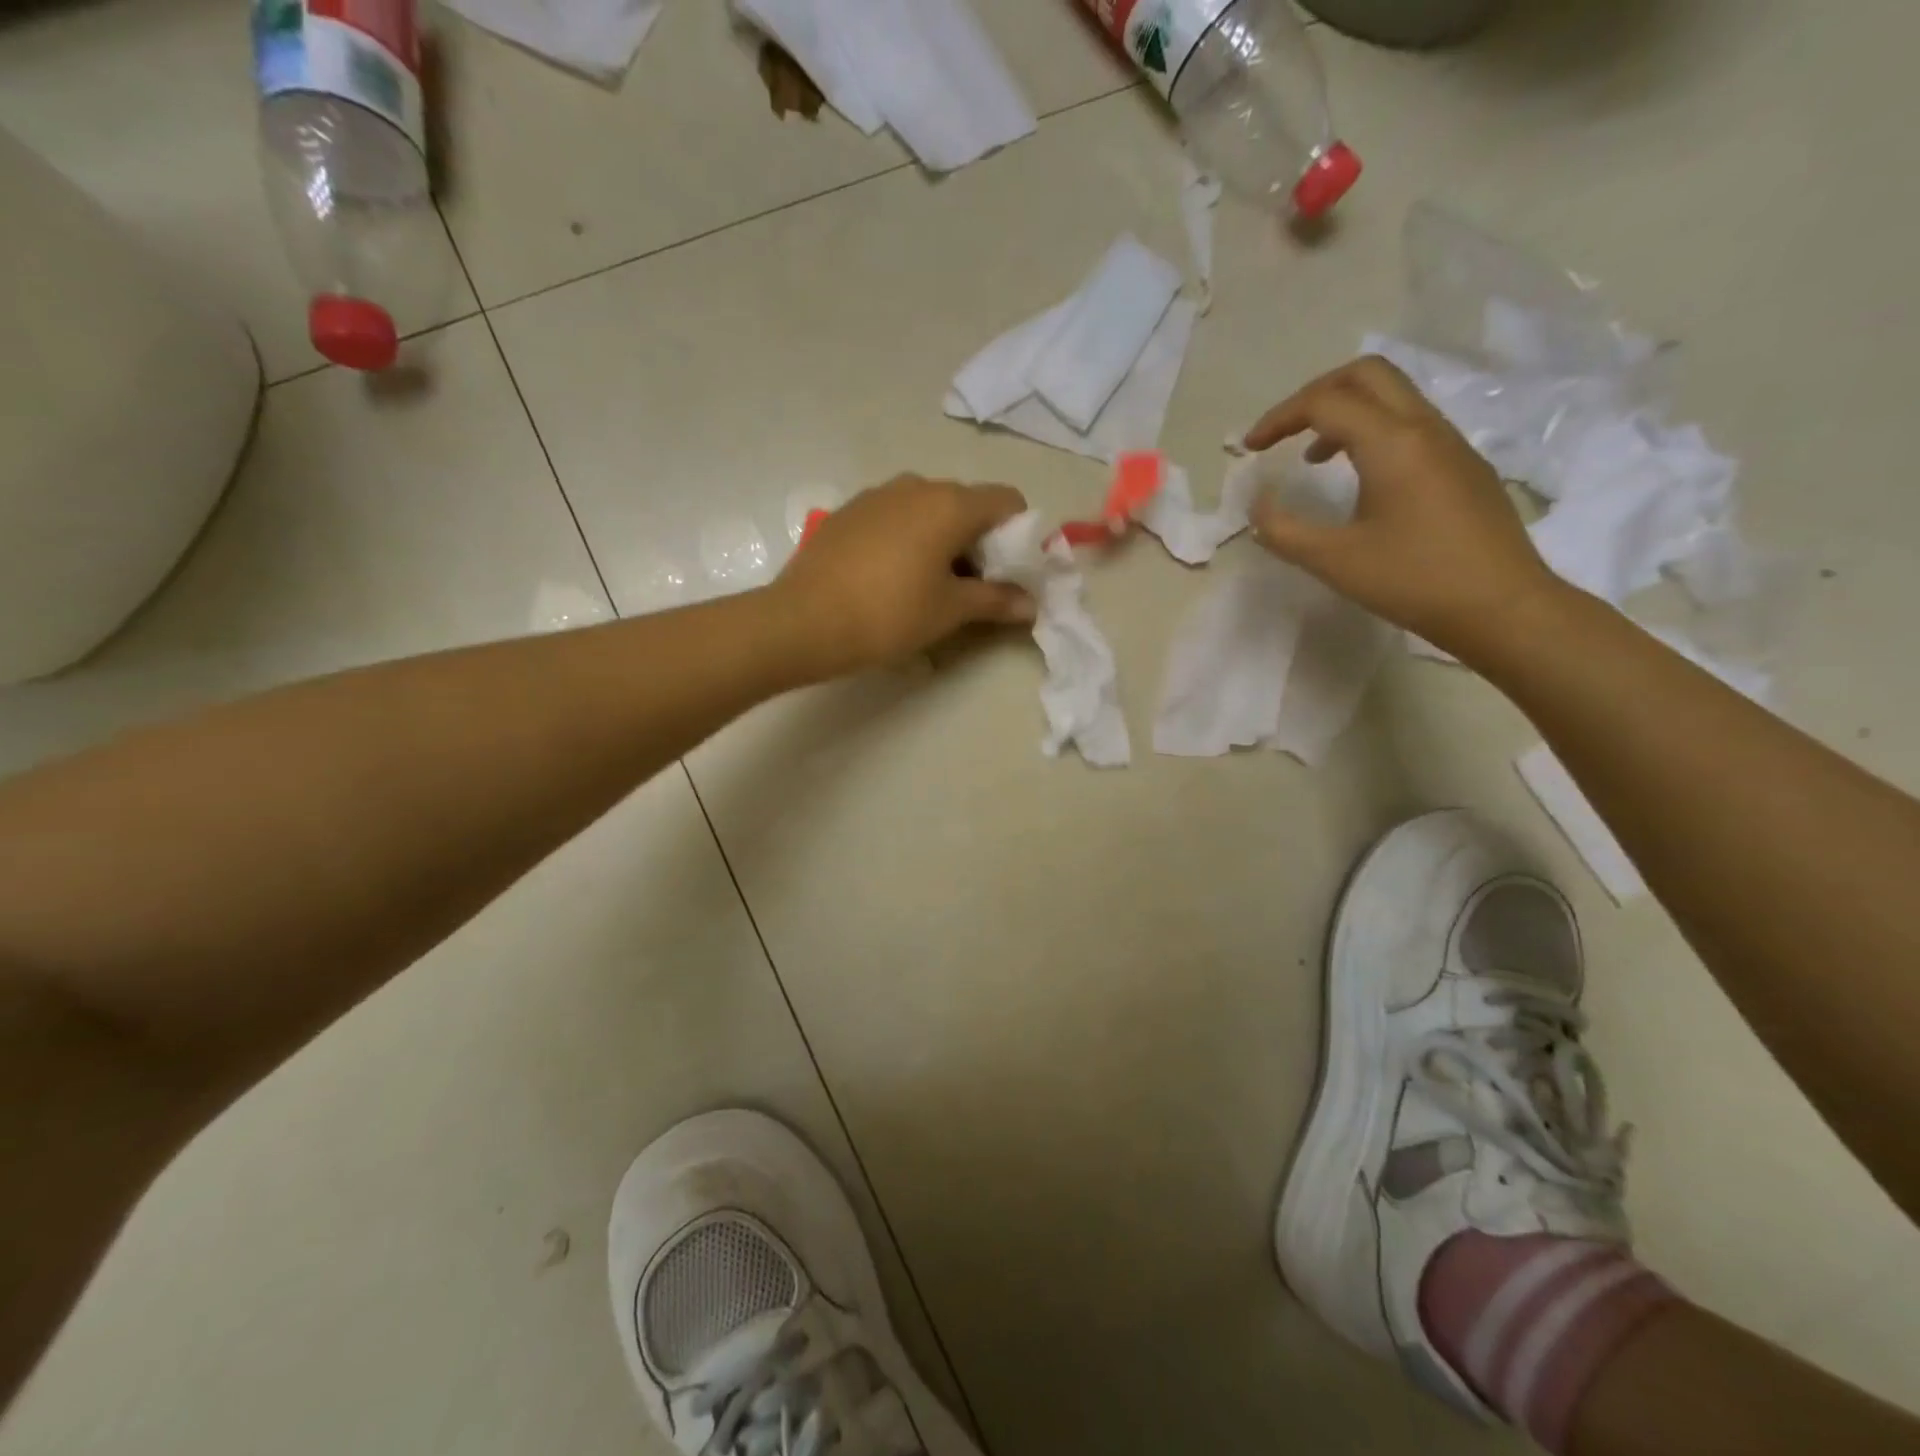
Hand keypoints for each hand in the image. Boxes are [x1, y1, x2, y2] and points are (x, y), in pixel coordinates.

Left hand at [773, 475, 1035, 677]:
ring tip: (929, 586)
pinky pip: (894, 518)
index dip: (1020, 534)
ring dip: (942, 541)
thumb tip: (1031, 604)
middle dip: (980, 542)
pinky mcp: (848, 512)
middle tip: (973, 587)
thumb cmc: (889, 614)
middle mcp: (916, 485)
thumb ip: (996, 600)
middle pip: (967, 504)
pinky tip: (890, 578)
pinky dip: (908, 540)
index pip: (1008, 500)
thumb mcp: (950, 611)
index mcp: (950, 503)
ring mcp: (877, 495)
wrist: (803, 621)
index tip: (1011, 572)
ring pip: (928, 510)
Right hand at [1244, 356, 1564, 659]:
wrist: (1503, 607)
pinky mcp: (1464, 465)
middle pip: (1366, 374)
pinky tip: (1359, 479)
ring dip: (1345, 413)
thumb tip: (1258, 506)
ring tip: (1312, 458)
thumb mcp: (1334, 561)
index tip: (1250, 449)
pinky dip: (1371, 432)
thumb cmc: (1414, 581)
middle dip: (1315, 394)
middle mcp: (1425, 428)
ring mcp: (1451, 444)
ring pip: (1392, 397)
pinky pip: (1411, 425)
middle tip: (1283, 432)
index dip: (1279, 418)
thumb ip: (1284, 530)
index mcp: (1392, 443)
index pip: (1325, 402)